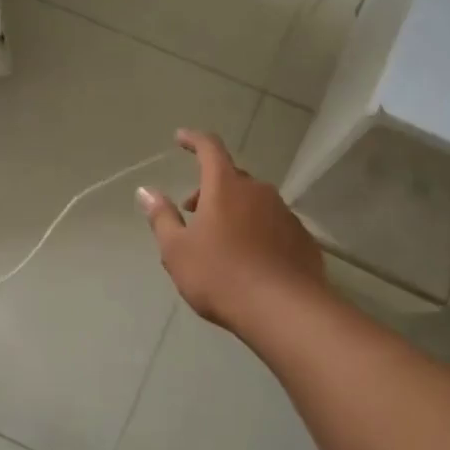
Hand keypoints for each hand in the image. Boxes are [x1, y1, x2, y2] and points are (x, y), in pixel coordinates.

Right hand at [136, 128, 327, 330]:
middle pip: (231, 178)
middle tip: (192, 211)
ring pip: (254, 202)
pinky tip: (251, 260)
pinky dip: (258, 231)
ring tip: (220, 241)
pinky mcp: (302, 239)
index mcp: (226, 186)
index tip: (180, 138)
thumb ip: (162, 217)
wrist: (284, 311)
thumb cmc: (221, 275)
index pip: (209, 148)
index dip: (193, 140)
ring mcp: (284, 214)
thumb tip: (146, 191)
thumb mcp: (177, 250)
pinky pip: (273, 225)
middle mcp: (259, 191)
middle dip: (209, 188)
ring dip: (235, 211)